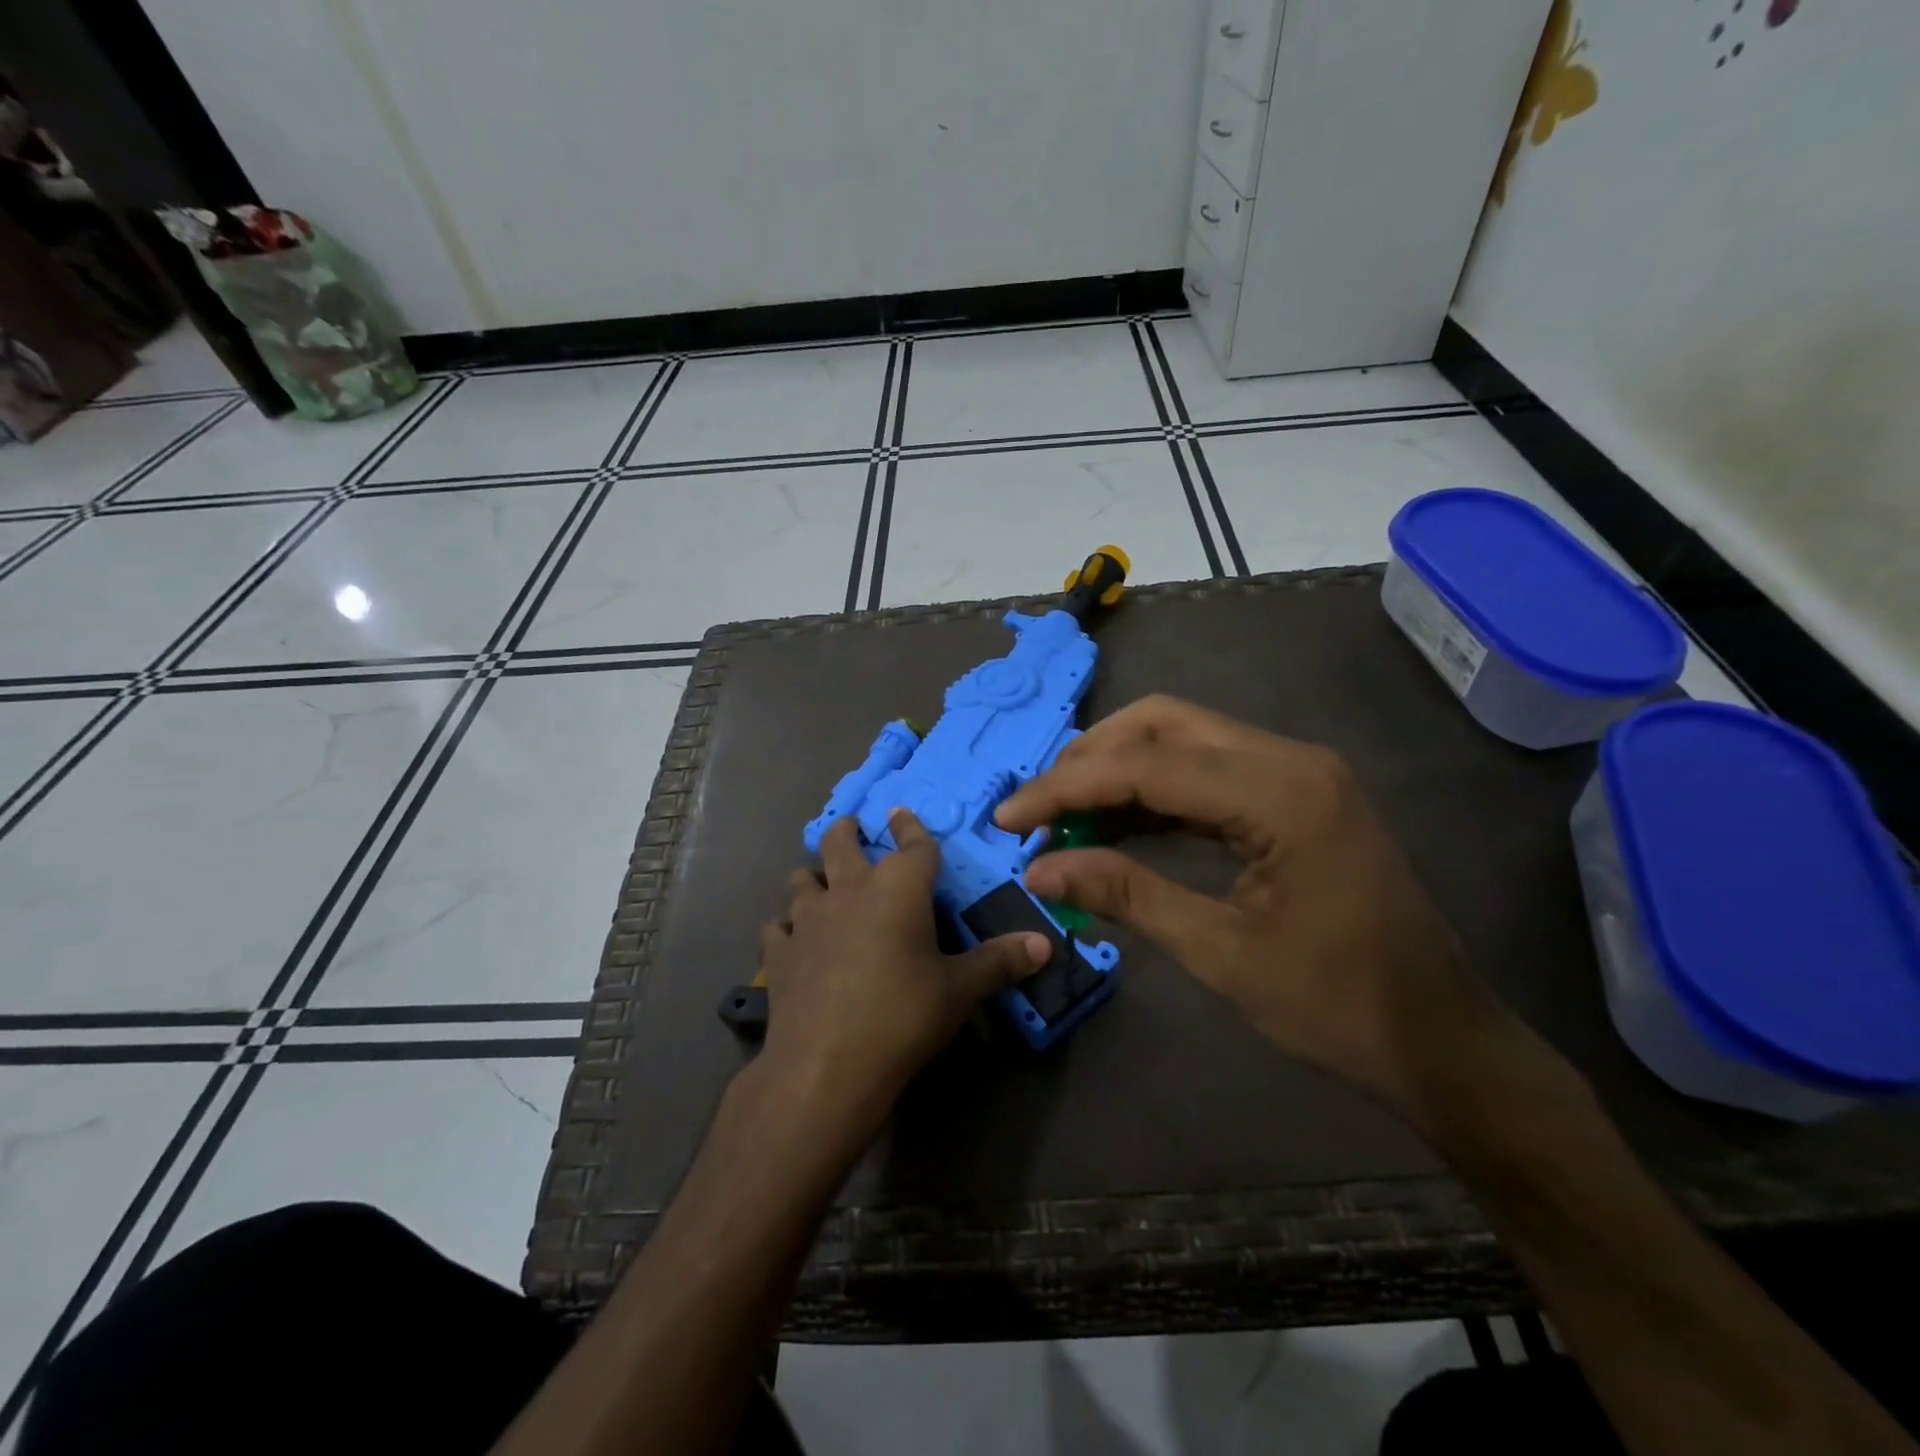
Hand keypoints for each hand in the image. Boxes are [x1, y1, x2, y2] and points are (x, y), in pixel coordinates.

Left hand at [756, 811, 1048, 1130]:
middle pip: (840, 843)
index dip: (910, 826)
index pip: (911, 843)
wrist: (827, 1064)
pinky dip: (785, 928)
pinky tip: (791, 940)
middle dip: (847, 831)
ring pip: (801, 879)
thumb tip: (1045, 944)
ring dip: (812, 877)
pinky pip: (777, 928)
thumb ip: (1000, 963)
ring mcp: (807, 920)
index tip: (902, 813)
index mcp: (898, 888)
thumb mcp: (959, 990)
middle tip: (852, 828)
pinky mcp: (779, 953)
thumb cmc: (902, 1015)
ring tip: (819, 882)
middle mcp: (849, 890)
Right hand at [995, 695, 1491, 1117]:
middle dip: (1089, 760)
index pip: (1147, 765)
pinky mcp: (1294, 793)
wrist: (1441, 1038)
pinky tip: (1115, 825)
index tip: (1008, 818)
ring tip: (1064, 818)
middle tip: (1038, 810)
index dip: (1066, 788)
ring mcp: (1296, 771)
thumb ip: (1126, 895)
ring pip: (1183, 738)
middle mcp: (1290, 759)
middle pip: (1163, 724)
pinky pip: (1207, 771)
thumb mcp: (1221, 953)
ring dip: (1118, 770)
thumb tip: (1039, 868)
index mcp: (1281, 794)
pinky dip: (1153, 791)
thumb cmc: (1337, 1006)